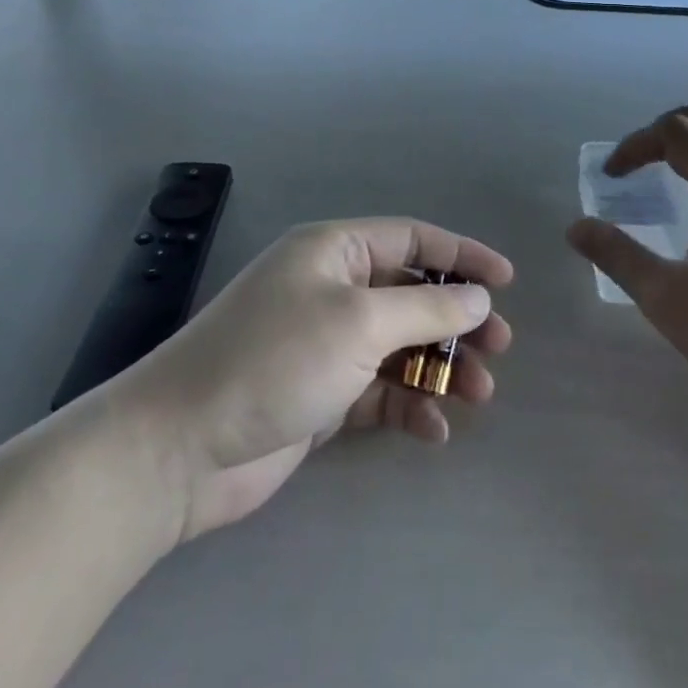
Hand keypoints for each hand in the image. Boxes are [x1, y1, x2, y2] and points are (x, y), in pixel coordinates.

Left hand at [117, 219, 513, 540]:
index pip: (411, 239)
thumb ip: (426, 308)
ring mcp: (325, 344)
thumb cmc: (276, 358)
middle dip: (456, 319)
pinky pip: (378, 392)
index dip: (461, 255)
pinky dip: (407, 406)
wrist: (181, 447)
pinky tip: (434, 430)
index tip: (506, 280)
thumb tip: (478, 297)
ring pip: (400, 346)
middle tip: (499, 348)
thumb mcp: (358, 322)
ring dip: (440, 367)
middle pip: (411, 294)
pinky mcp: (320, 395)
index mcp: (335, 251)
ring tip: (480, 394)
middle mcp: (332, 289)